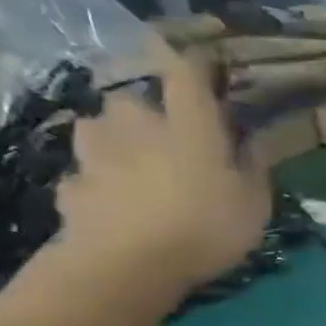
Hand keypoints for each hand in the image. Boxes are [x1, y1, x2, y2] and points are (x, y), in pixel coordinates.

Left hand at [52, 35, 306, 308]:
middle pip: (131, 100)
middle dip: (144, 112)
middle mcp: (136, 125)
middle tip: (162, 136)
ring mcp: (95, 154)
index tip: (202, 60)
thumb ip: (254, 168)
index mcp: (188, 124)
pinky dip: (95, 184)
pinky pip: (84, 175)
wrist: (126, 266)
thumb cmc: (205, 229)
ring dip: (112, 141)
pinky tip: (108, 204)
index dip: (193, 61)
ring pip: (98, 130)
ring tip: (128, 166)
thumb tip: (255, 141)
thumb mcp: (254, 205)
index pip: (186, 72)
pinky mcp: (69, 186)